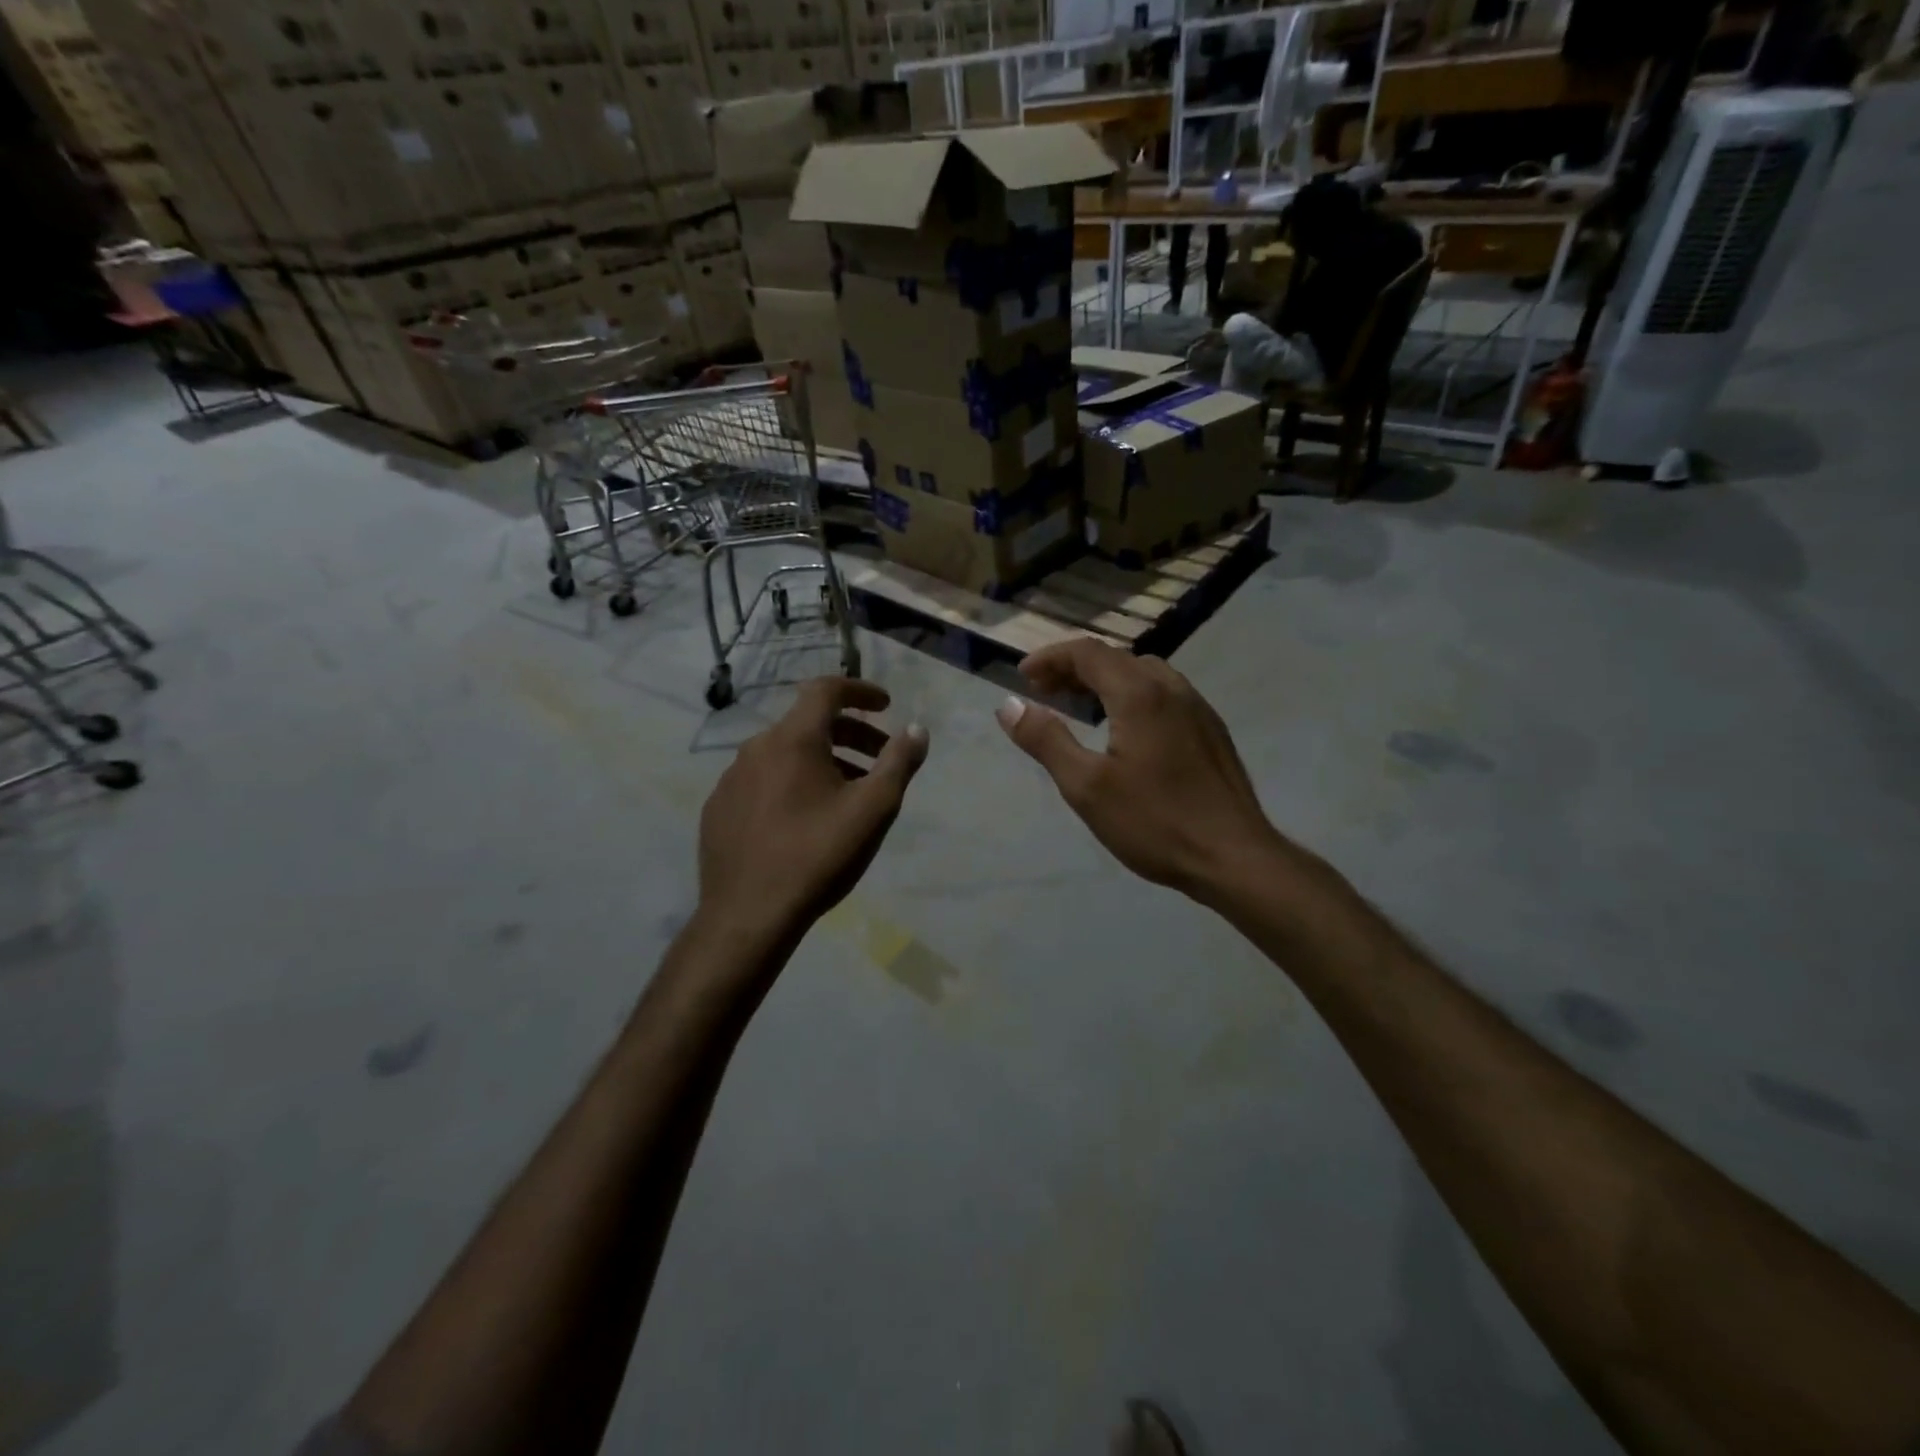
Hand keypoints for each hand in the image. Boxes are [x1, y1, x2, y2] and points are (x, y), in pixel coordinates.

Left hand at [698, 678, 928, 946]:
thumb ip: (899, 763)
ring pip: (784, 755)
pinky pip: (762, 782)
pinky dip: (791, 784)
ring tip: (848, 795)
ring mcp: (730, 780)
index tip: (886, 705)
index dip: (860, 691)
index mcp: (792, 739)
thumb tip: (917, 730)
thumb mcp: (873, 809)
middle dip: (850, 734)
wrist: (748, 916)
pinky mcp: (718, 810)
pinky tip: (804, 820)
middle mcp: (755, 748)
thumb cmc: (817, 856)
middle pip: (808, 724)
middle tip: (880, 760)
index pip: (826, 690)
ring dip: (822, 762)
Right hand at [995, 641, 1278, 898]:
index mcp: (1140, 694)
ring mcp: (1198, 708)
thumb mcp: (1086, 786)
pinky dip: (1132, 695)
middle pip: (1116, 658)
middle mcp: (1172, 688)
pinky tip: (1125, 730)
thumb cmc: (1155, 822)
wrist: (1234, 857)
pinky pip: (1164, 694)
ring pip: (1143, 674)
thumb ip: (1046, 740)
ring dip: (1105, 680)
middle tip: (1044, 692)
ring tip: (1080, 707)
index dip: (1050, 658)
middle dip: (1074, 668)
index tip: (1022, 677)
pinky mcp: (1211, 731)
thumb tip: (1009, 706)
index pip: (1088, 652)